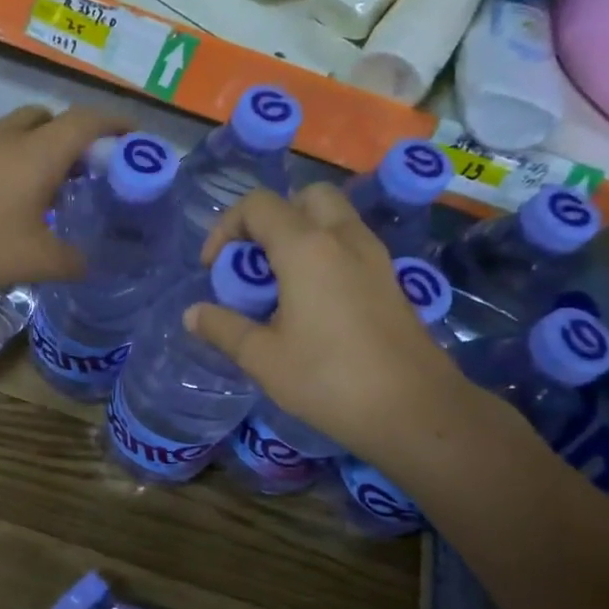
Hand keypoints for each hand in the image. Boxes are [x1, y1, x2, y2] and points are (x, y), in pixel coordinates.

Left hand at [0, 105, 128, 294]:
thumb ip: (72, 261)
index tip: (136, 136)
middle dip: (75, 135)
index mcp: (40, 151)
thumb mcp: (38, 260)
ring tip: (55, 187)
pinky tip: (16, 201)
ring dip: (43, 149)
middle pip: (50, 118)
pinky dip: (18, 164)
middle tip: (90, 168)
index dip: (116, 124)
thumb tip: (88, 264)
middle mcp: (11, 138)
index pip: (87, 121)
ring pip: (21, 132)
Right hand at [186, 185, 474, 463]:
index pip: (258, 206)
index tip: (215, 269)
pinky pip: (351, 246)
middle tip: (256, 263)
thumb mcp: (262, 358)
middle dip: (272, 220)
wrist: (415, 410)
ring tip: (281, 286)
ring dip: (301, 236)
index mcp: (307, 248)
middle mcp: (343, 239)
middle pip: (305, 198)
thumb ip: (223, 328)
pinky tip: (314, 305)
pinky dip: (326, 255)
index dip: (226, 228)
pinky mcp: (391, 280)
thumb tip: (193, 314)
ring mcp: (375, 257)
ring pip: (334, 219)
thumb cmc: (329, 380)